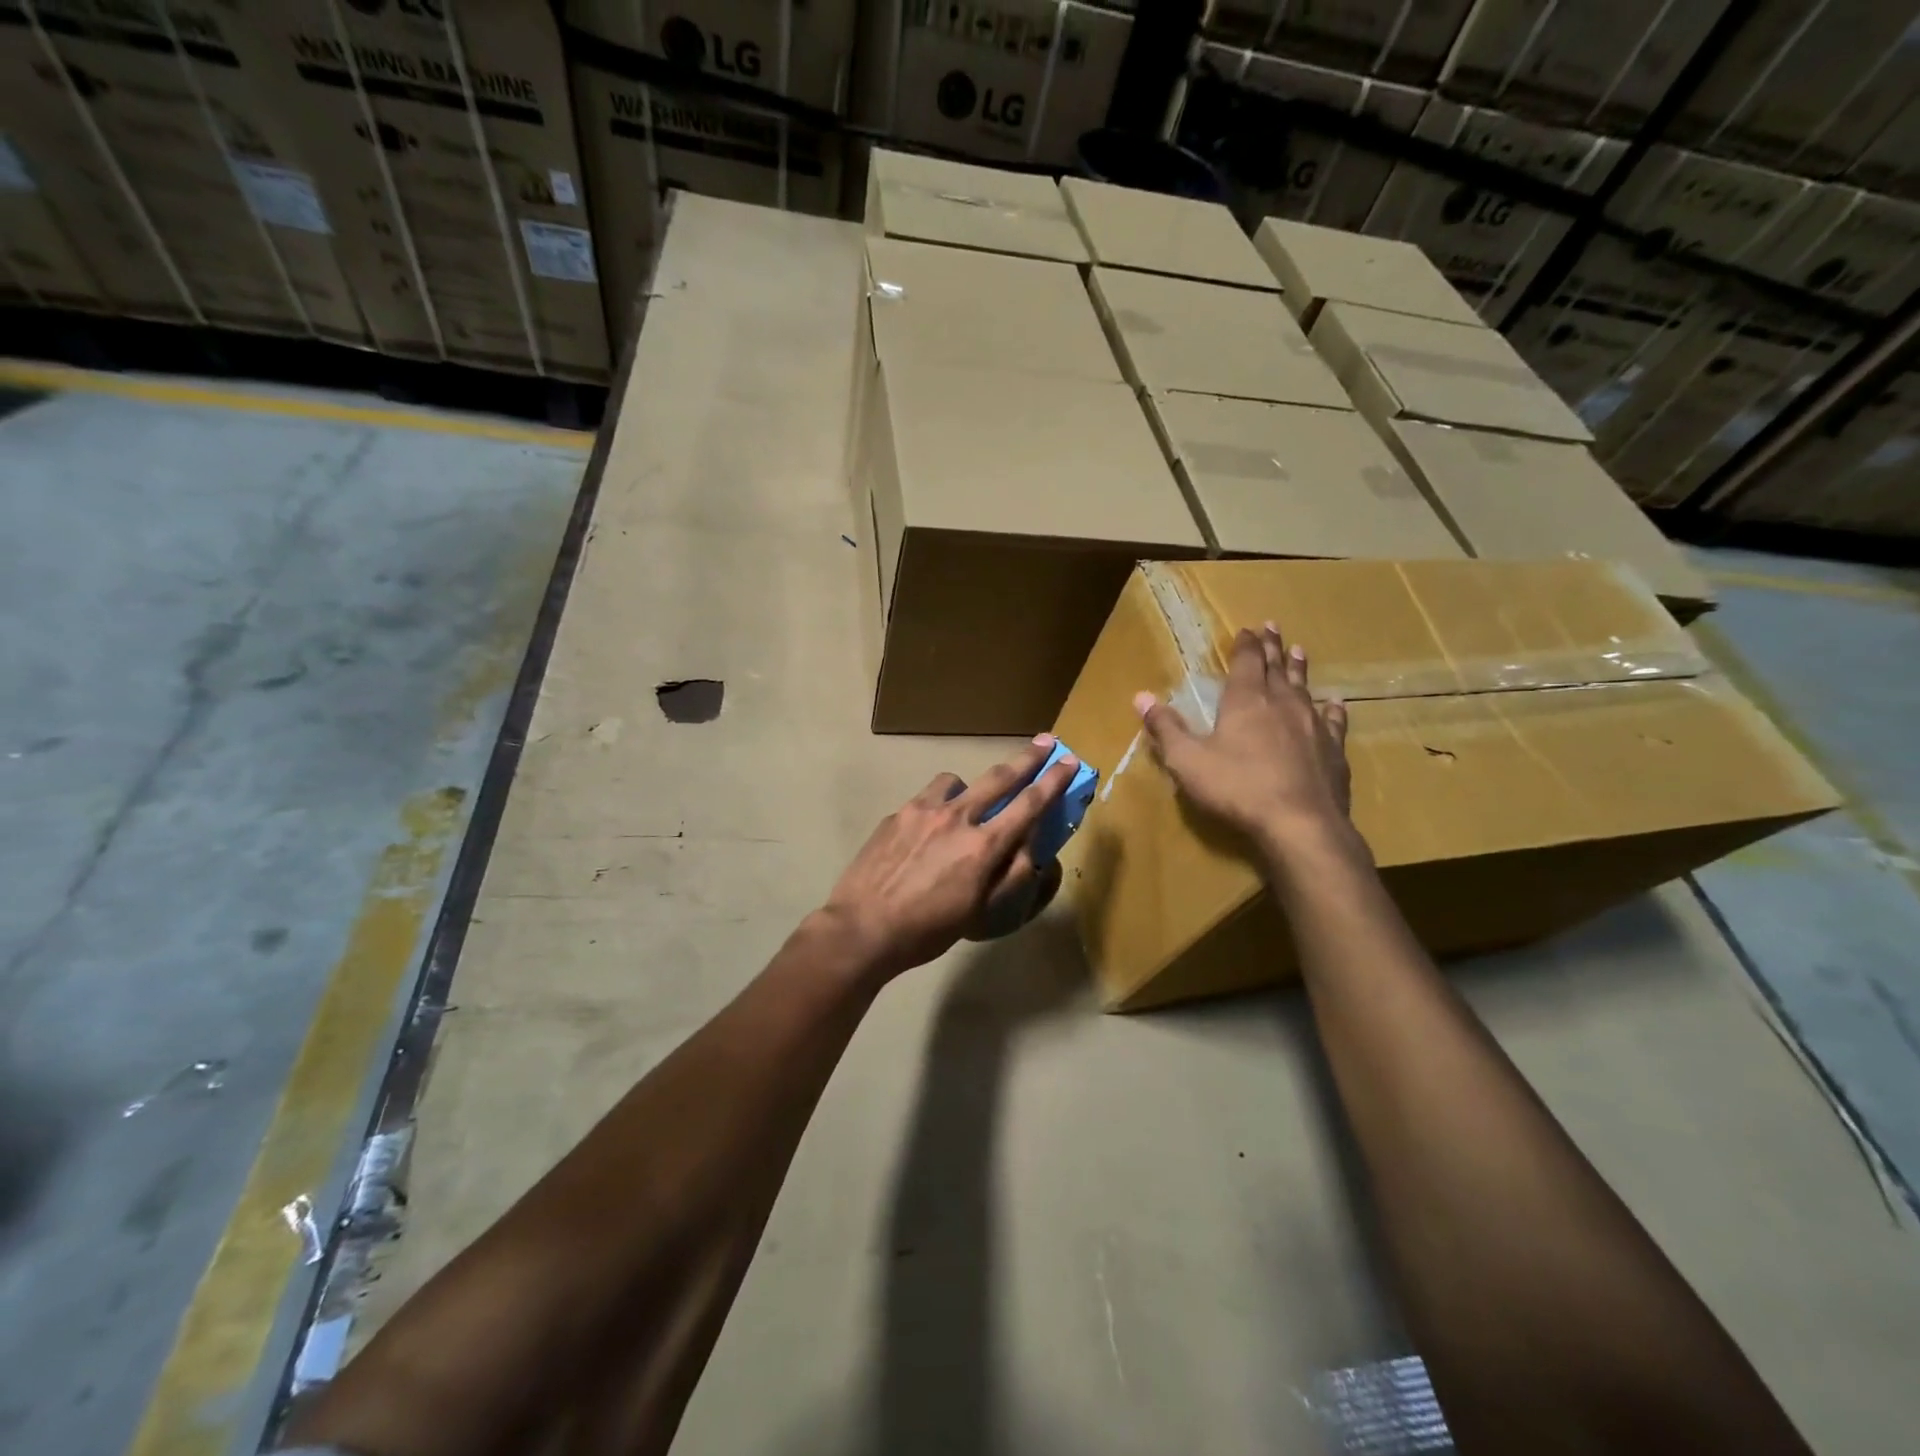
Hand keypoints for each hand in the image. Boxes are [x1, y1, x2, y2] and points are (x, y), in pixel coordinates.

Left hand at [817, 736, 1078, 981]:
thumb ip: (1009, 876)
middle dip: (1026, 759)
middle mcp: (957, 817)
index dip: (1053, 781)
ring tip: (962, 807)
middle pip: (999, 777)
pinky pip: (925, 800)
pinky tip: (924, 833)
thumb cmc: (927, 930)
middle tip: (1044, 742)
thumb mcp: (979, 912)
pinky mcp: (896, 814)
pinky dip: (936, 808)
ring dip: (968, 788)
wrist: (862, 928)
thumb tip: (1029, 849)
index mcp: (983, 846)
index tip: (1069, 761)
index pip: (1028, 804)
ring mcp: (922, 810)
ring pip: (955, 781)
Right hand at [1135, 623, 1352, 854]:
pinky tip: (1335, 703)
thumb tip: (1141, 697)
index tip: (1247, 628)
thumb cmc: (1237, 788)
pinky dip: (1332, 708)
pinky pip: (1334, 720)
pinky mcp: (1334, 749)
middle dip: (1272, 647)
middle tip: (1273, 626)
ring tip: (1300, 650)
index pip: (1246, 662)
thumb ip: (1166, 728)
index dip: (1245, 645)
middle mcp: (1282, 704)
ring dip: (1299, 668)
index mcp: (1246, 701)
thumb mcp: (1188, 760)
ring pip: (1305, 687)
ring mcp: (1313, 725)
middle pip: (1277, 668)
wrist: (1300, 823)